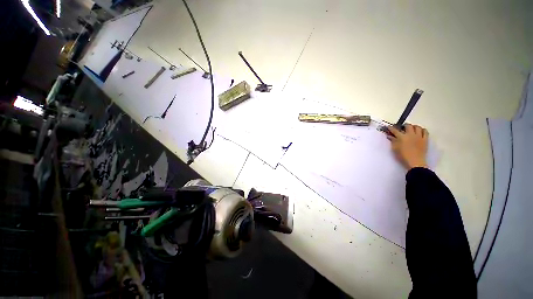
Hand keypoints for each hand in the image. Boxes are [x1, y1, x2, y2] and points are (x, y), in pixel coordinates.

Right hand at [387, 124, 428, 169]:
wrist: (415, 162)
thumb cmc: (403, 156)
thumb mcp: (395, 149)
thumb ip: (393, 141)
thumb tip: (390, 136)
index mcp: (402, 137)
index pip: (395, 130)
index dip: (391, 128)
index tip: (388, 126)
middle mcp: (411, 135)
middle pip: (408, 126)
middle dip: (404, 126)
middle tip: (402, 128)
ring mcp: (419, 136)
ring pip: (417, 127)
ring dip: (413, 127)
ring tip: (411, 129)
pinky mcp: (425, 139)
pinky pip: (425, 131)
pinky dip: (422, 130)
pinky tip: (419, 132)